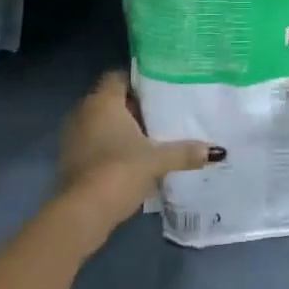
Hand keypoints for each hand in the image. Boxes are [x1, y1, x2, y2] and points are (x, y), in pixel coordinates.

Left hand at [52, 72, 221, 247]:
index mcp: (102, 102)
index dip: (138, 80)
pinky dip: (110, 145)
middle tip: (162, 113)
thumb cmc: (120, 171)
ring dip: (121, 127)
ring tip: (151, 136)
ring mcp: (73, 136)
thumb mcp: (157, 160)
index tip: (160, 89)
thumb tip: (217, 151)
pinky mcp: (71, 159)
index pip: (118, 76)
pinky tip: (132, 158)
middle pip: (111, 99)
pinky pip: (94, 141)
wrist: (82, 212)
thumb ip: (185, 152)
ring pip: (101, 121)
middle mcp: (83, 112)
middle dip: (134, 106)